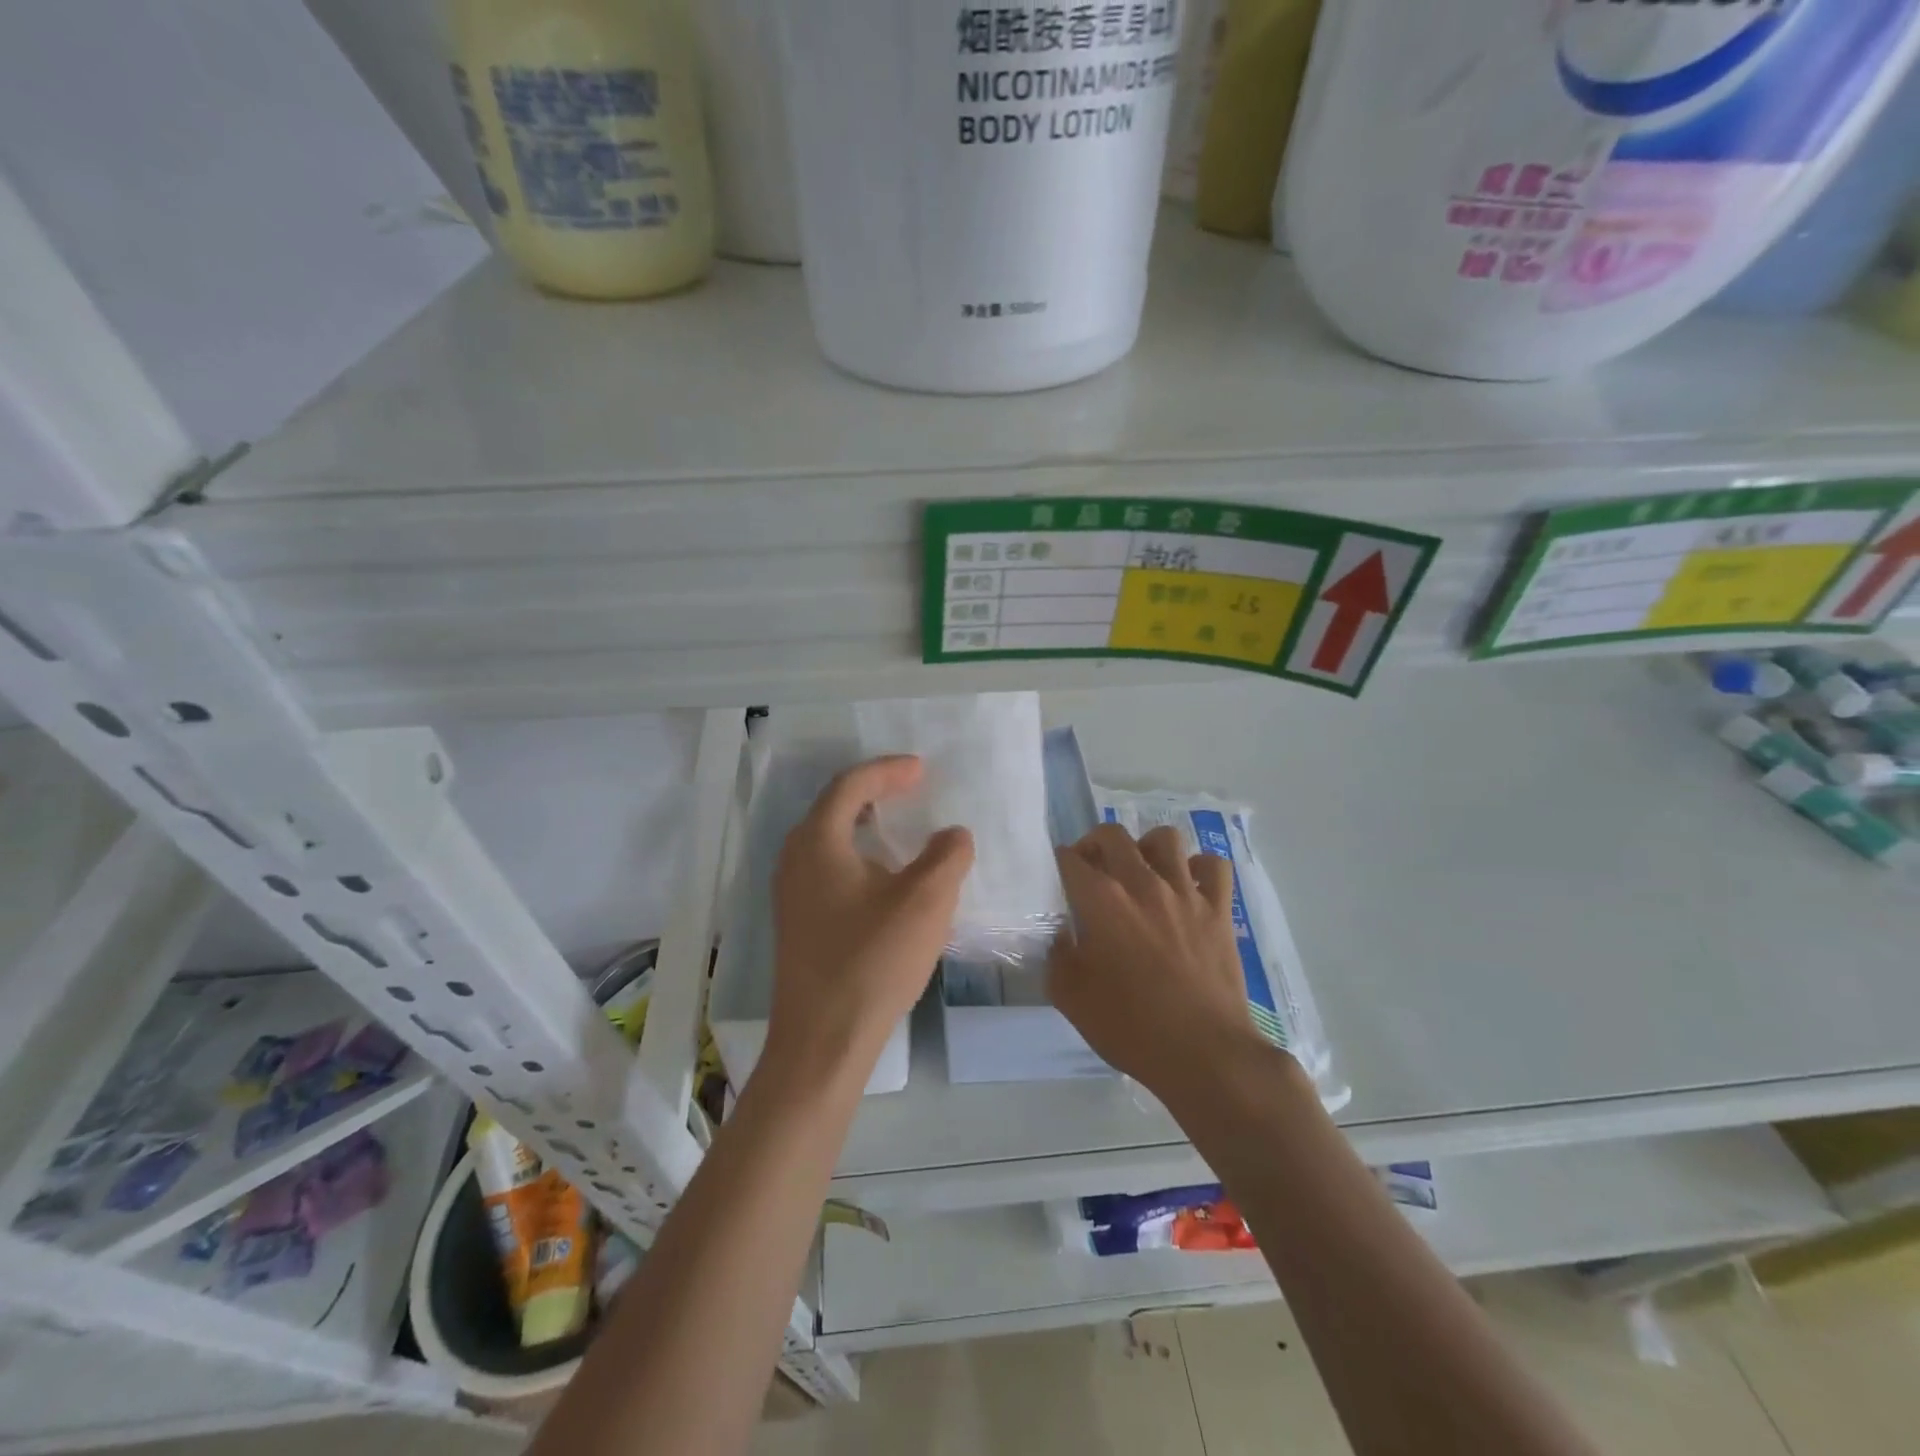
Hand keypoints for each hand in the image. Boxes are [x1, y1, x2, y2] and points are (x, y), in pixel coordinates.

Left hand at [766, 756, 973, 1092]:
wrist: (823, 1040)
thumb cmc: (872, 961)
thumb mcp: (925, 901)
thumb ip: (947, 855)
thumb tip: (952, 835)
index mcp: (818, 841)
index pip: (851, 785)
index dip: (888, 771)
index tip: (922, 769)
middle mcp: (795, 858)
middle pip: (835, 807)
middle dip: (876, 793)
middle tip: (913, 790)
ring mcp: (791, 893)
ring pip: (830, 840)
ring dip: (867, 826)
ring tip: (904, 829)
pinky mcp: (798, 921)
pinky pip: (829, 868)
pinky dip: (859, 856)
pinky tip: (886, 879)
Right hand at [1048, 823, 1265, 1099]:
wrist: (1202, 1052)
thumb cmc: (1130, 1026)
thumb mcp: (1070, 997)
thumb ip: (1057, 957)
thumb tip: (1062, 936)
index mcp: (1101, 900)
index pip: (1069, 859)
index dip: (1059, 863)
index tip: (1059, 877)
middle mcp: (1142, 883)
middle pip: (1112, 835)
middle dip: (1094, 843)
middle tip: (1092, 868)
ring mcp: (1185, 893)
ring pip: (1165, 838)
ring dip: (1147, 847)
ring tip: (1141, 870)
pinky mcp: (1219, 910)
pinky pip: (1213, 866)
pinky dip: (1199, 868)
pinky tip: (1188, 886)